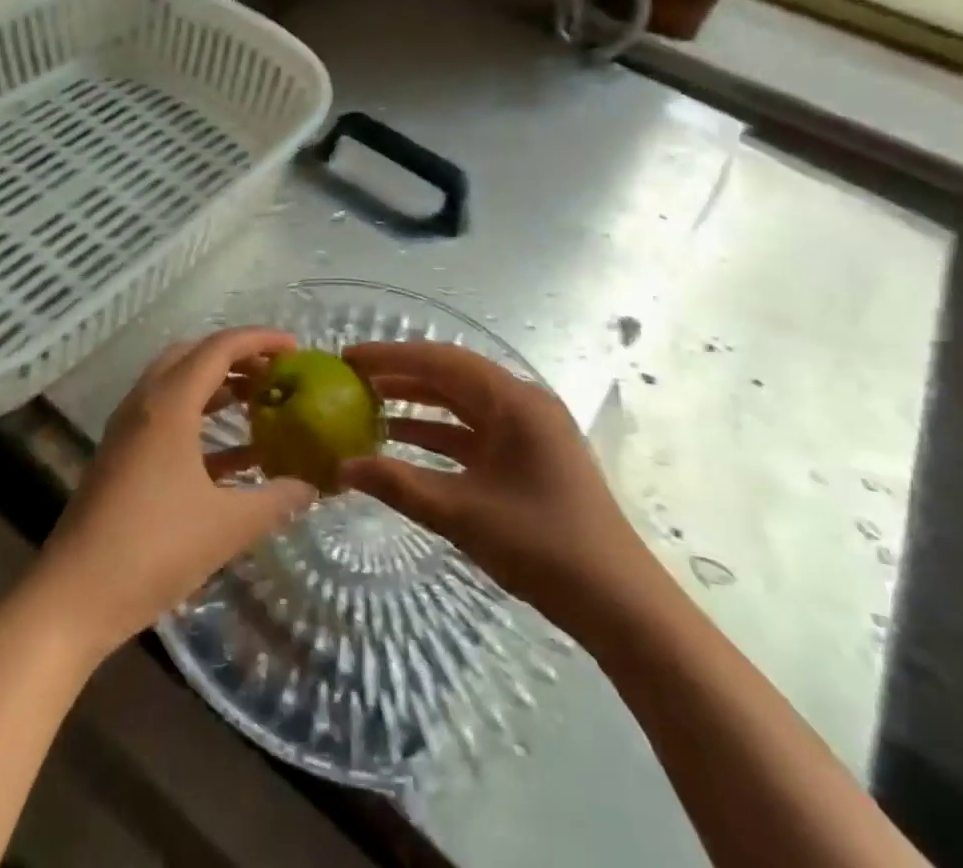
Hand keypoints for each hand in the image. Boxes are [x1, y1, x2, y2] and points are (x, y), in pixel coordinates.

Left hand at [29, 329, 315, 657]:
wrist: (74, 595)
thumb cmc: (154, 549)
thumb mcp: (226, 526)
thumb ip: (274, 501)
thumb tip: (311, 487)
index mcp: (169, 405)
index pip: (218, 348)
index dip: (259, 340)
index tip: (295, 347)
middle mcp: (145, 403)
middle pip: (193, 356)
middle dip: (236, 357)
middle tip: (274, 373)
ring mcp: (128, 429)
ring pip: (177, 384)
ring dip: (217, 386)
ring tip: (259, 402)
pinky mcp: (122, 455)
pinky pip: (166, 417)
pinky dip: (200, 418)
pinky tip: (233, 453)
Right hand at [338, 342, 659, 642]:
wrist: (620, 605)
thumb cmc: (542, 545)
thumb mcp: (461, 513)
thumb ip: (398, 484)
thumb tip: (341, 467)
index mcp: (513, 401)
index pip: (440, 361)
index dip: (391, 356)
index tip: (348, 357)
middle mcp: (522, 404)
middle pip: (450, 376)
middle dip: (400, 375)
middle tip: (352, 379)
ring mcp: (528, 432)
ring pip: (461, 404)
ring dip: (417, 404)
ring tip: (368, 406)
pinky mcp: (528, 458)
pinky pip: (473, 432)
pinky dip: (437, 433)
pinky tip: (403, 444)